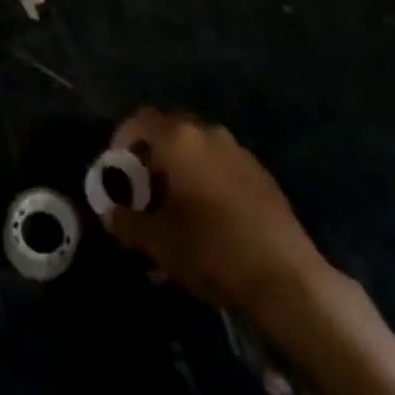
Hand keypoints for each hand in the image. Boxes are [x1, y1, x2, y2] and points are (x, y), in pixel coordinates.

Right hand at [104, 107, 328, 316]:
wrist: (284, 275)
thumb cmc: (211, 249)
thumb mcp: (158, 242)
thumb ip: (127, 222)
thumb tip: (110, 214)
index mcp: (180, 139)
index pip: (140, 120)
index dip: (121, 140)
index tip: (116, 171)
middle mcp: (208, 133)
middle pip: (169, 132)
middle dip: (151, 159)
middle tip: (142, 193)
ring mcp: (237, 151)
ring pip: (195, 151)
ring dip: (178, 173)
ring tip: (171, 215)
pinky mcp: (259, 173)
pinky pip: (219, 166)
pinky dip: (203, 182)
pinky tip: (204, 222)